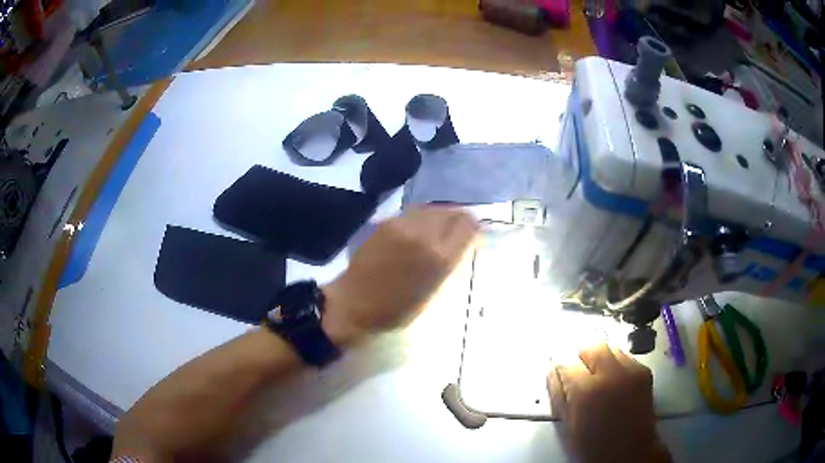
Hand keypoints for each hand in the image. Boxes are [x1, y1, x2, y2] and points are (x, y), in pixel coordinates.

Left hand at [323, 206, 477, 344]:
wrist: (354, 304)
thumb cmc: (397, 309)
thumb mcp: (434, 292)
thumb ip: (451, 263)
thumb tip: (465, 242)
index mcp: (439, 257)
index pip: (468, 225)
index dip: (475, 228)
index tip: (474, 236)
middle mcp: (423, 234)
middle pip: (452, 211)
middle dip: (459, 219)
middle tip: (458, 232)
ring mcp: (402, 225)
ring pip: (432, 208)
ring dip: (441, 216)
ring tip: (439, 230)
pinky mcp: (385, 222)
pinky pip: (413, 212)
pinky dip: (422, 218)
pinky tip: (418, 231)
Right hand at [547, 344, 670, 462]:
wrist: (630, 452)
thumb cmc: (593, 445)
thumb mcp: (568, 425)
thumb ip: (558, 395)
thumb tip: (552, 371)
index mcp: (586, 391)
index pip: (566, 363)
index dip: (560, 367)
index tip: (559, 372)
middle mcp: (611, 374)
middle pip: (592, 347)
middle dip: (582, 357)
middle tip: (580, 374)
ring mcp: (631, 371)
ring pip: (611, 349)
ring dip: (601, 359)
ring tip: (599, 378)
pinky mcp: (644, 372)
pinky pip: (626, 358)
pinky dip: (617, 365)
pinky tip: (615, 383)